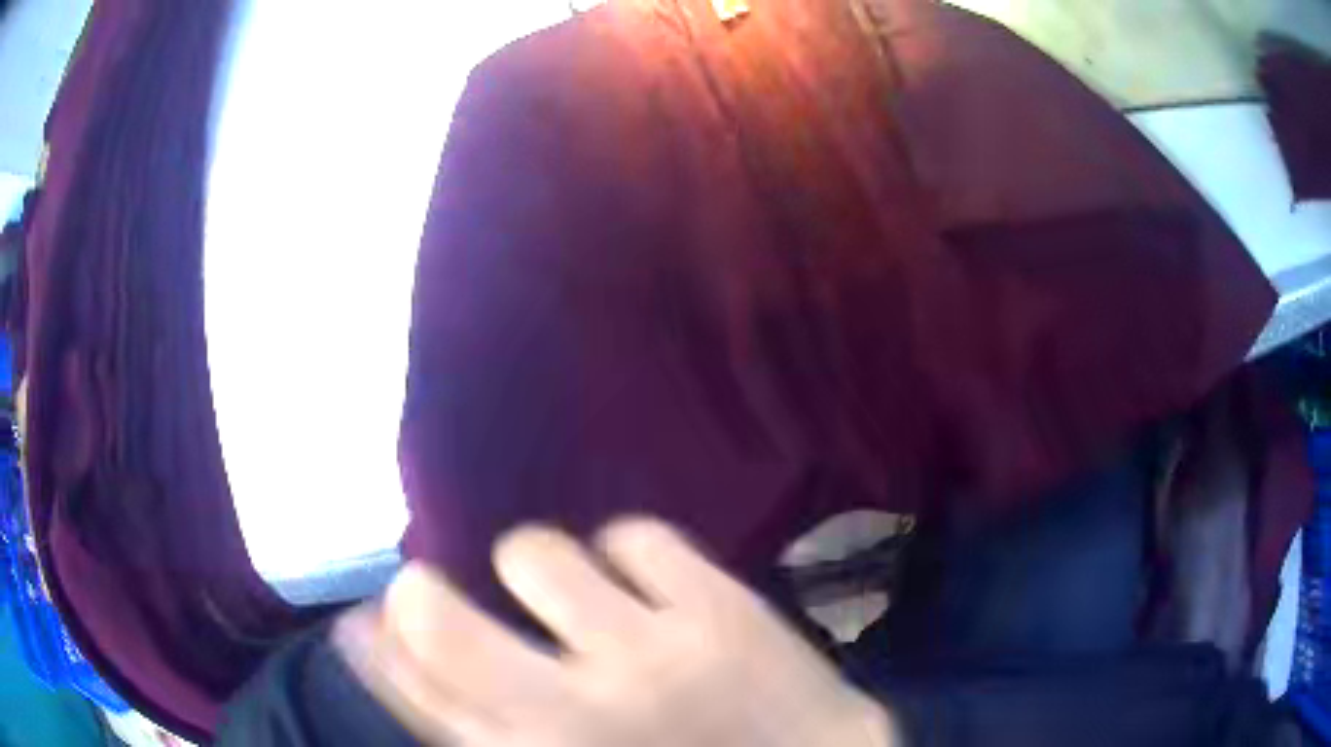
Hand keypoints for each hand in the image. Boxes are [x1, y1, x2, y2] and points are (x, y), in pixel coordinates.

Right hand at [334, 518, 897, 746]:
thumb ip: (487, 733)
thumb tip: (409, 664)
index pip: (413, 689)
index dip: (377, 644)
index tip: (370, 621)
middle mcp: (574, 714)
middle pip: (436, 619)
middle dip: (419, 597)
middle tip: (436, 596)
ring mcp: (651, 654)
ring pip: (533, 553)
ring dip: (536, 571)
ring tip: (576, 601)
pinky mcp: (722, 607)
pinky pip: (635, 535)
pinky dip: (627, 554)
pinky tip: (648, 588)